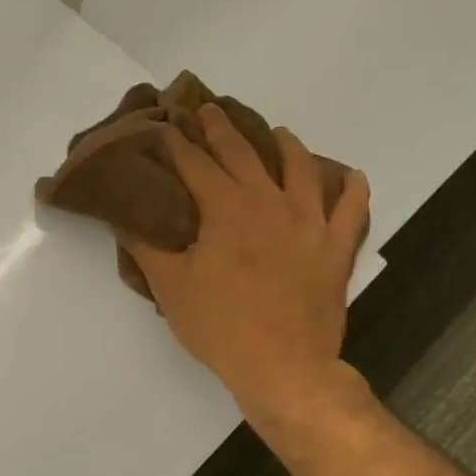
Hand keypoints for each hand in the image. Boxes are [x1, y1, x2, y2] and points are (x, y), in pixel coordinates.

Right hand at [127, 103, 370, 416]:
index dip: (176, 142)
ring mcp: (310, 221)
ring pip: (300, 167)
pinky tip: (343, 175)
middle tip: (208, 110)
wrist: (282, 365)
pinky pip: (352, 205)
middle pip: (243, 154)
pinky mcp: (336, 246)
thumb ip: (145, 245)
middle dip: (221, 129)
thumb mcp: (169, 286)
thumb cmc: (218, 326)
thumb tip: (123, 216)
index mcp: (225, 209)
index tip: (162, 124)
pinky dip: (349, 185)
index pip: (194, 164)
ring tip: (276, 132)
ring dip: (285, 144)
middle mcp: (269, 202)